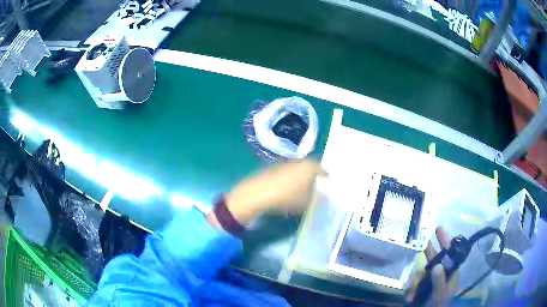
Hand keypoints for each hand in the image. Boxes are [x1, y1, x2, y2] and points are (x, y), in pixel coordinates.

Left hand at [225, 159, 326, 223]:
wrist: (258, 194)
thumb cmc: (287, 197)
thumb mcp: (306, 202)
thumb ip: (316, 197)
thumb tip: (320, 194)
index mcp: (309, 167)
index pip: (322, 169)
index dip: (326, 176)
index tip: (329, 182)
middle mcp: (298, 161)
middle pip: (310, 166)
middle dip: (314, 174)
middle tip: (318, 183)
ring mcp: (285, 163)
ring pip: (298, 168)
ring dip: (302, 175)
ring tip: (304, 186)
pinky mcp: (273, 168)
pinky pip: (288, 171)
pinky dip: (291, 177)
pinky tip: (289, 186)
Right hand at [406, 227, 458, 305]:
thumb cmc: (439, 305)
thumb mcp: (440, 293)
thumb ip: (439, 280)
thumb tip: (437, 265)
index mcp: (451, 272)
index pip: (450, 253)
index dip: (445, 241)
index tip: (438, 230)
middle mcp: (442, 273)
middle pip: (434, 259)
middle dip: (427, 252)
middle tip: (422, 242)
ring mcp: (431, 280)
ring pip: (422, 272)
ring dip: (415, 283)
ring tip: (411, 295)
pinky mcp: (423, 287)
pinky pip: (415, 282)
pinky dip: (411, 289)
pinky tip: (410, 297)